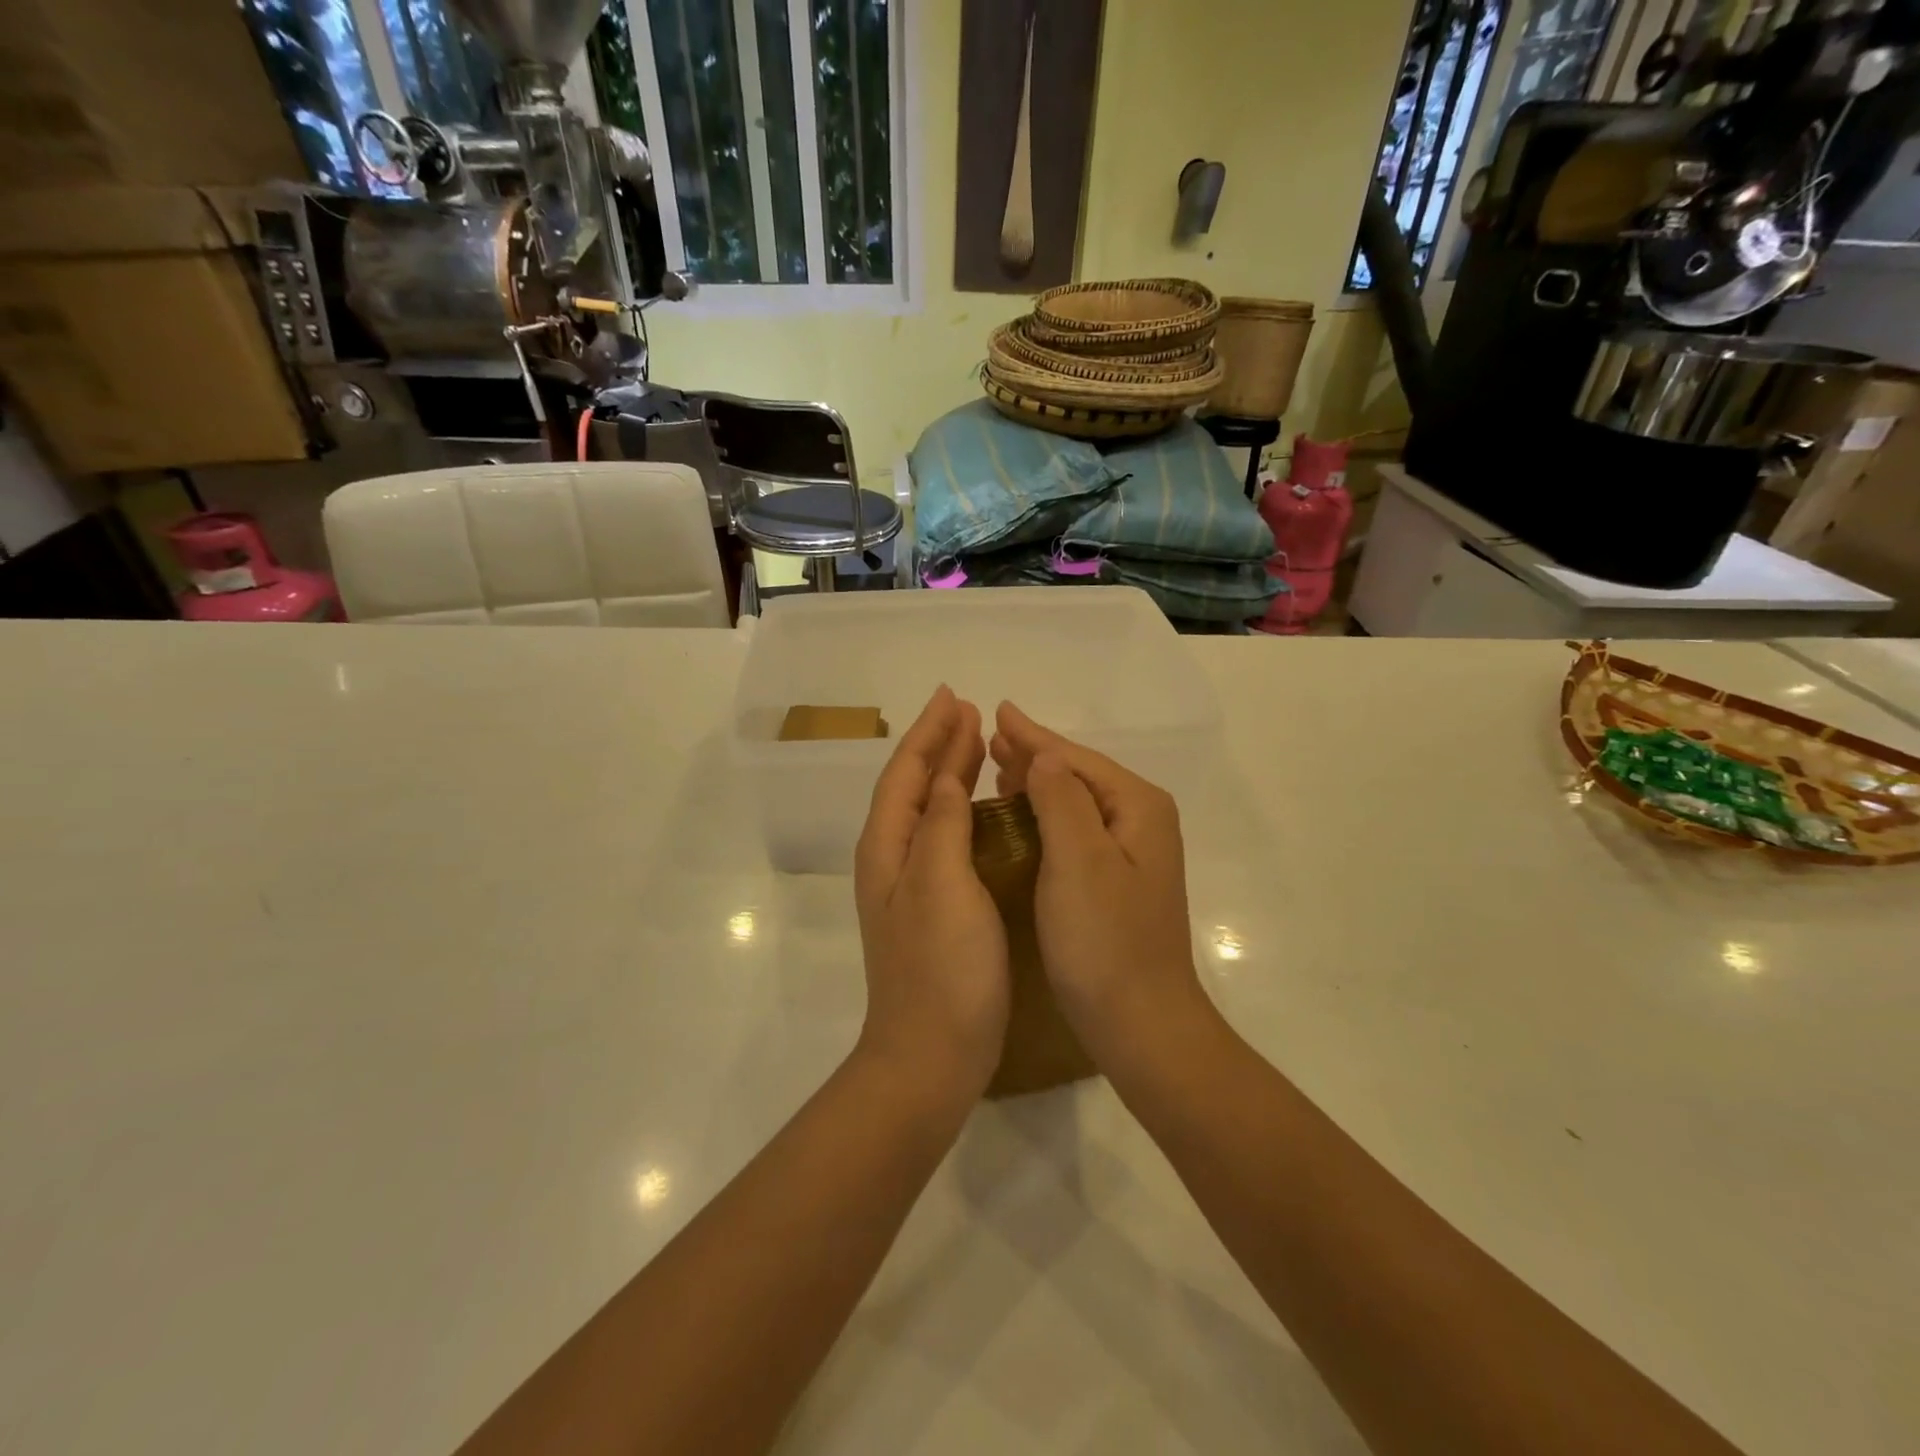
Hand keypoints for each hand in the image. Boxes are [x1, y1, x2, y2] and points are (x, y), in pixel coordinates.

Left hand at [854, 686, 1008, 1098]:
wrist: (931, 1055)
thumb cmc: (940, 969)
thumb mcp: (941, 886)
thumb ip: (943, 826)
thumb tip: (947, 779)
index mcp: (888, 847)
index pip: (907, 772)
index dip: (930, 732)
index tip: (955, 696)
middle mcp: (893, 859)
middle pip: (916, 786)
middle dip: (940, 745)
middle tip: (970, 710)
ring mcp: (912, 886)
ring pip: (931, 810)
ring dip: (951, 772)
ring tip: (977, 744)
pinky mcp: (936, 907)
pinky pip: (946, 838)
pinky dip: (963, 810)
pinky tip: (984, 810)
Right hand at [988, 703, 1211, 1063]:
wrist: (1141, 1024)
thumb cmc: (1105, 941)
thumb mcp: (1079, 860)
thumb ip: (1062, 798)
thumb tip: (1047, 754)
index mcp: (1138, 808)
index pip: (1076, 759)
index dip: (1034, 736)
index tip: (998, 711)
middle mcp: (1141, 823)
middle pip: (1079, 775)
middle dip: (1035, 755)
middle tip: (991, 738)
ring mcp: (1132, 856)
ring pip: (1076, 803)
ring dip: (1038, 783)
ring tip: (999, 768)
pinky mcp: (1117, 884)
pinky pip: (1075, 832)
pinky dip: (1045, 817)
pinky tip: (1022, 818)